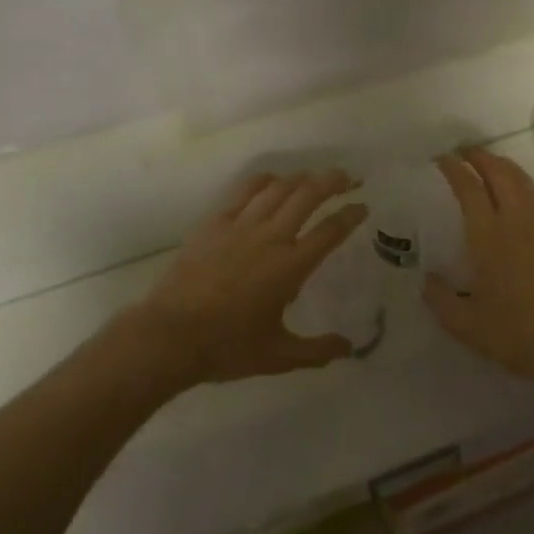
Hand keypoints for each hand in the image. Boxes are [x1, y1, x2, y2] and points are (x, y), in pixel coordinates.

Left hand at [129, 171, 367, 387]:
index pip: (330, 231)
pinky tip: (271, 181)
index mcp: (291, 267)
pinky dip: (264, 181)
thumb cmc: (227, 347)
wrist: (171, 334)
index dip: (351, 215)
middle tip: (347, 178)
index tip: (363, 205)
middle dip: (332, 182)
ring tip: (313, 177)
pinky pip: (245, 191)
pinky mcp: (215, 222)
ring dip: (301, 178)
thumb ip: (316, 351)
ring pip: (278, 187)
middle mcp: (271, 237)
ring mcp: (241, 225)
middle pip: (307, 195)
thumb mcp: (278, 356)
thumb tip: (348, 348)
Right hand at [423, 147, 533, 389]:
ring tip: (488, 165)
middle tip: (463, 152)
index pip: (469, 188)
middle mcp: (517, 219)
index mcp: (489, 235)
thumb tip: (427, 280)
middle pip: (499, 172)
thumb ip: (439, 299)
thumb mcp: (465, 324)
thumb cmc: (517, 333)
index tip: (442, 159)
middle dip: (479, 157)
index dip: (454, 169)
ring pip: (522, 179)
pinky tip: (520, 193)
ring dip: (502, 165)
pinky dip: (523, 183)